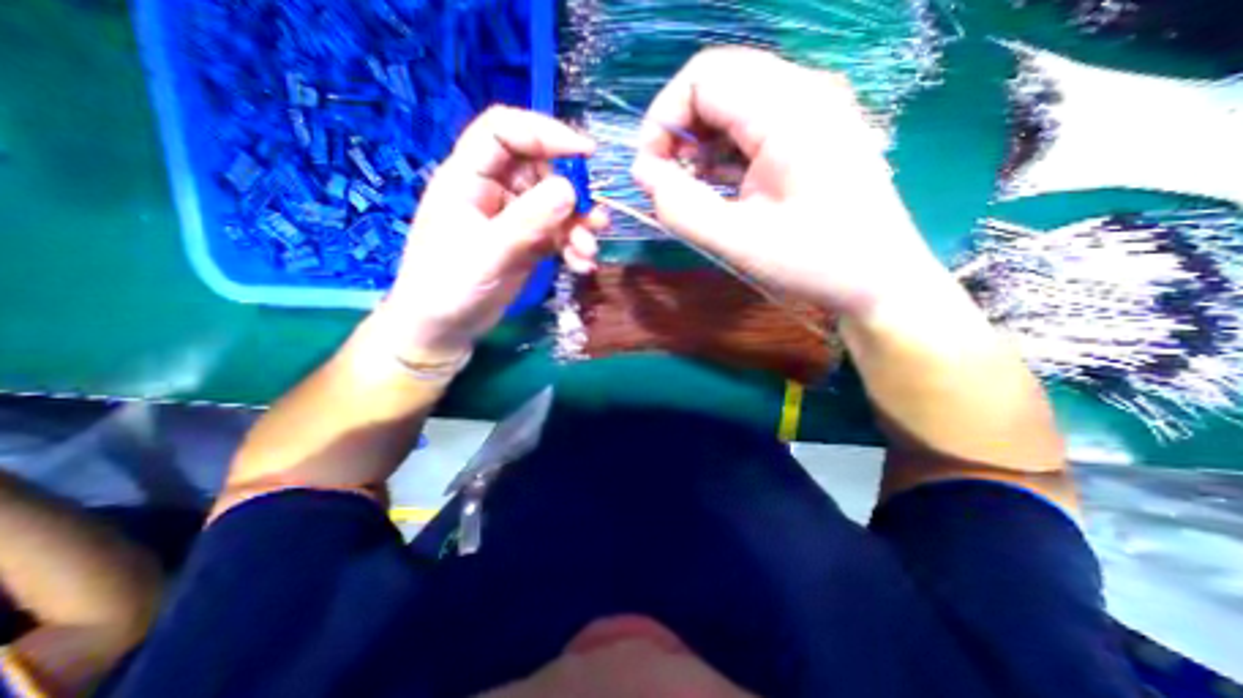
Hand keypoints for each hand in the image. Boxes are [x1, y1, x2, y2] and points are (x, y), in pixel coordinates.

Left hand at [386, 110, 606, 362]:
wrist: (443, 329)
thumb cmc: (448, 287)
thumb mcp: (488, 253)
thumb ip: (527, 222)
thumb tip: (571, 190)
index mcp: (469, 178)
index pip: (504, 132)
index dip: (544, 132)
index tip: (585, 152)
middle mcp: (494, 192)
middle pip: (542, 170)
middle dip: (573, 194)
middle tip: (596, 221)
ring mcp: (513, 219)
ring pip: (556, 206)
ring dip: (578, 226)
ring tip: (589, 251)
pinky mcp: (527, 244)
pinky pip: (558, 235)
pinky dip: (573, 247)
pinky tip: (582, 265)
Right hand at [632, 48, 943, 319]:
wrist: (879, 281)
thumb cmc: (815, 263)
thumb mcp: (738, 242)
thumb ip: (681, 208)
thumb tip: (642, 174)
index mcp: (789, 110)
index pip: (703, 77)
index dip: (662, 120)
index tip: (650, 172)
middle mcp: (803, 92)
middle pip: (717, 84)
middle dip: (679, 132)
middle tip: (668, 184)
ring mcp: (811, 110)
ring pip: (732, 105)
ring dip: (700, 145)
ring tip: (694, 191)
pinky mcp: (811, 133)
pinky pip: (751, 127)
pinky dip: (723, 154)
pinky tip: (721, 189)